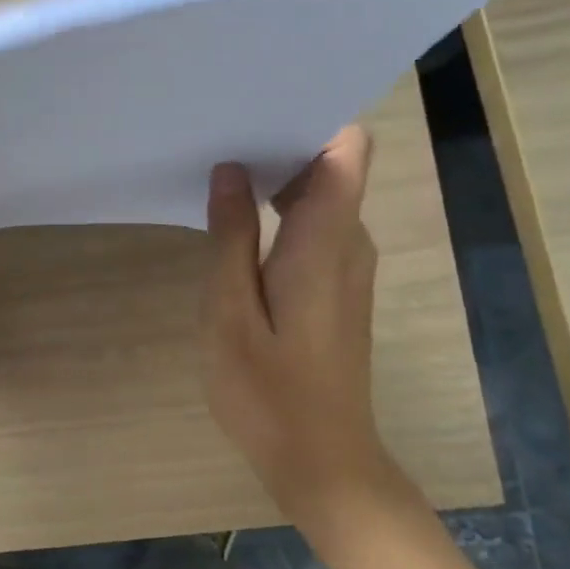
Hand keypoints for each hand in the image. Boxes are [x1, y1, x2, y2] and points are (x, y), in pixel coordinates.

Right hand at [203, 126, 396, 523]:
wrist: (324, 462)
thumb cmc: (268, 391)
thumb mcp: (229, 311)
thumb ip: (231, 235)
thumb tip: (231, 168)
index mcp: (325, 240)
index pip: (346, 150)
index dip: (313, 117)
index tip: (260, 106)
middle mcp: (349, 242)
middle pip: (331, 165)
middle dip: (281, 141)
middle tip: (220, 131)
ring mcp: (348, 266)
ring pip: (322, 195)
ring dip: (277, 177)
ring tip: (220, 166)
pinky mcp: (338, 286)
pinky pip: (316, 225)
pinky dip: (282, 210)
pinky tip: (237, 221)